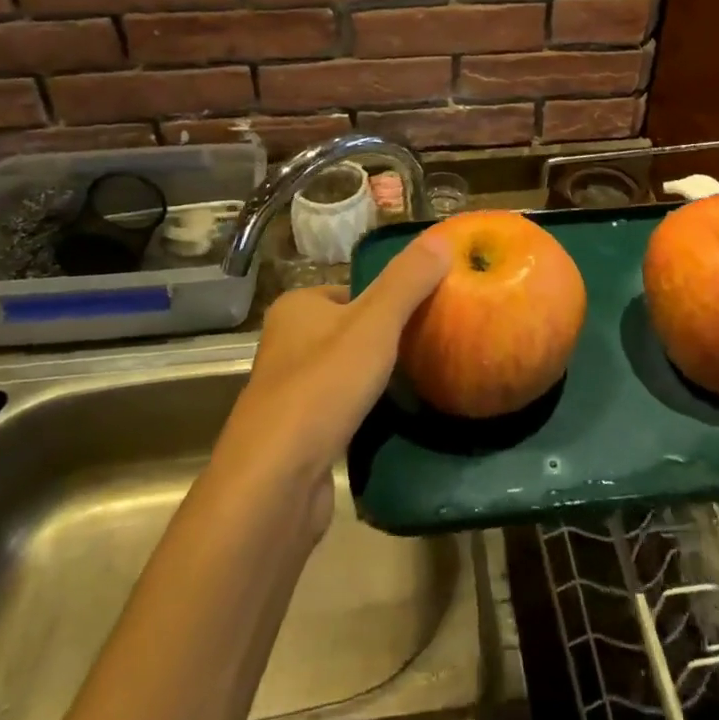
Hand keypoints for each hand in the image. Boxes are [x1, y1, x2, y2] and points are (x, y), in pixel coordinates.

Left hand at [218, 235, 449, 530]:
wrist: (275, 482)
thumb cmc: (323, 386)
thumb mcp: (374, 323)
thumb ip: (408, 280)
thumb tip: (443, 237)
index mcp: (296, 307)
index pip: (352, 290)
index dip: (390, 298)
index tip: (428, 310)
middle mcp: (286, 343)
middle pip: (350, 329)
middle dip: (386, 339)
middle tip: (431, 344)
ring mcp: (289, 391)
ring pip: (345, 371)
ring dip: (374, 377)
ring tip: (418, 380)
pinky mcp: (297, 433)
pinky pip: (340, 408)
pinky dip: (363, 410)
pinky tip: (389, 418)